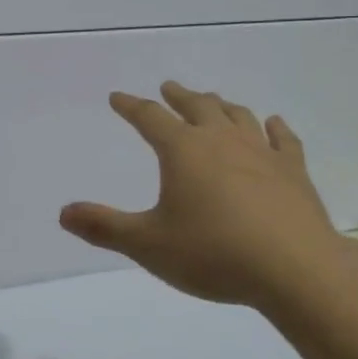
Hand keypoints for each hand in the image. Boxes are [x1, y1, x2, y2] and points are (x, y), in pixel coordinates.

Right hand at [59, 81, 357, 317]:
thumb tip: (62, 213)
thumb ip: (103, 227)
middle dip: (178, 96)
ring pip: (238, 116)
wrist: (295, 270)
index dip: (130, 106)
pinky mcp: (294, 172)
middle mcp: (221, 140)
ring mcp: (262, 153)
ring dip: (221, 105)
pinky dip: (275, 127)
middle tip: (168, 87)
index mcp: (182, 151)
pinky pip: (283, 139)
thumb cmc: (213, 254)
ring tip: (213, 101)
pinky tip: (273, 123)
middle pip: (197, 106)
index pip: (149, 118)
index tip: (117, 98)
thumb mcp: (147, 244)